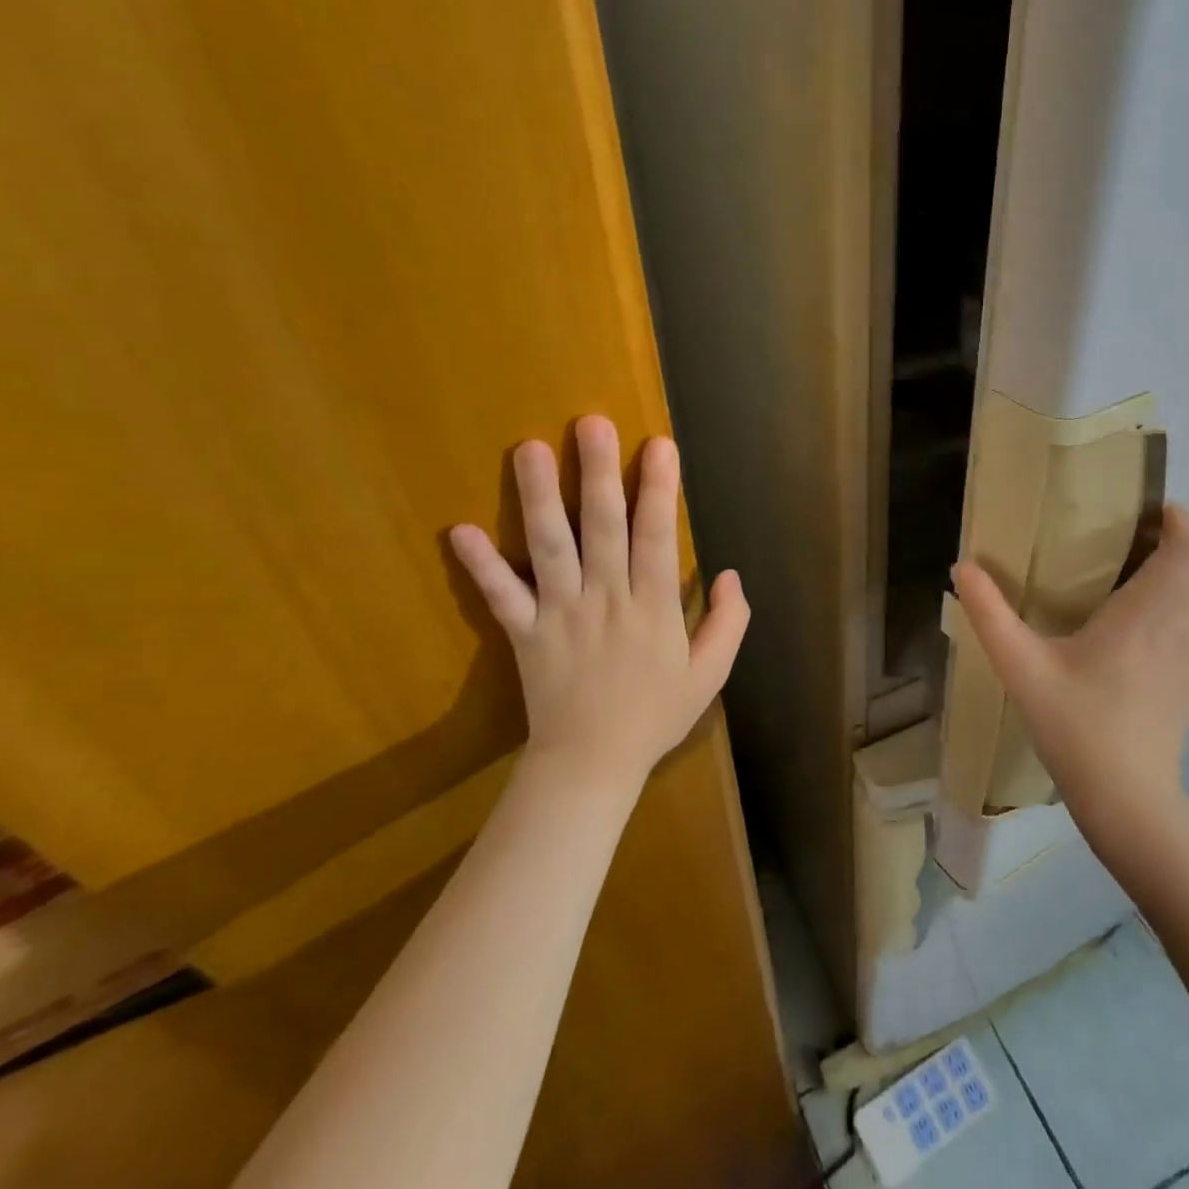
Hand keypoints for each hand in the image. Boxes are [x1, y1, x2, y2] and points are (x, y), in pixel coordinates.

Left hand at [449, 416, 748, 792]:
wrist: (592, 765)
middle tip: (590, 423)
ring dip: (539, 497)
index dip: (659, 489)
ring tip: (528, 450)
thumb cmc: (655, 715)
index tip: (659, 445)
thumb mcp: (710, 674)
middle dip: (598, 472)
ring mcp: (561, 613)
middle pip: (602, 527)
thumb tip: (730, 573)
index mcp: (652, 606)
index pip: (657, 536)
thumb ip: (728, 622)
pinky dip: (480, 566)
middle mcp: (606, 598)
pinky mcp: (525, 633)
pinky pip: (501, 596)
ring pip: (550, 547)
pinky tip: (459, 530)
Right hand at [952, 503, 1188, 822]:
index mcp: (1149, 613)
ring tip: (1129, 565)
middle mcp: (1184, 626)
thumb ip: (989, 613)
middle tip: (1125, 530)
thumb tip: (962, 566)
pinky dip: (1178, 600)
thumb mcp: (1022, 667)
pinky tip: (1136, 618)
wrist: (1130, 801)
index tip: (1144, 505)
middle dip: (1173, 538)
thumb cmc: (1078, 725)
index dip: (1176, 519)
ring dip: (1177, 569)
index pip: (1188, 548)